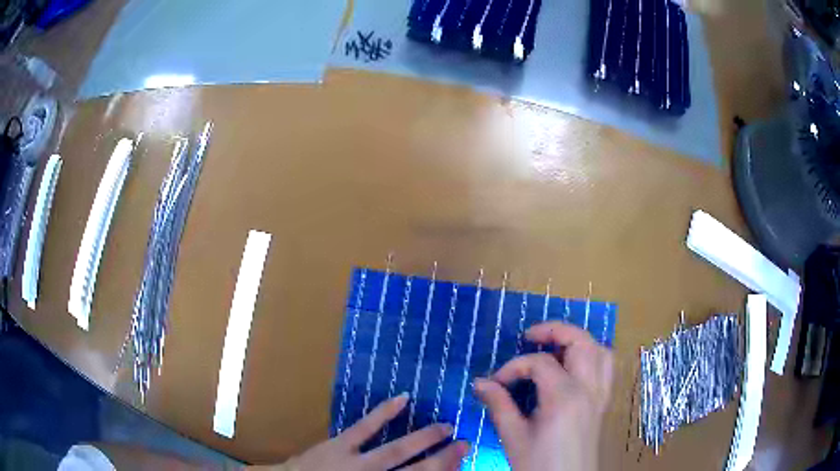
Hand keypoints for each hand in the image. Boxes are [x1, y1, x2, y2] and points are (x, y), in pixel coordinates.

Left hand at [264, 394, 468, 470]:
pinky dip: (384, 413)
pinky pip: (364, 428)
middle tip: (465, 445)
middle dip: (442, 460)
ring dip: (423, 439)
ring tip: (446, 426)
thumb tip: (412, 467)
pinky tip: (403, 399)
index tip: (461, 462)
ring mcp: (355, 463)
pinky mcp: (338, 445)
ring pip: (395, 451)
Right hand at [473, 322, 613, 470]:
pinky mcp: (603, 403)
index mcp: (565, 397)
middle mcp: (588, 389)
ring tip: (555, 346)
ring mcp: (600, 395)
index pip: (540, 363)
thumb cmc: (538, 465)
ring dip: (579, 341)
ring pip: (600, 350)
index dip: (514, 366)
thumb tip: (480, 383)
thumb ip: (499, 405)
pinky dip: (593, 356)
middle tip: (530, 336)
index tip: (496, 382)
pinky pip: (607, 368)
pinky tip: (575, 366)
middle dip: (555, 330)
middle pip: (581, 341)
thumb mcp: (513, 437)